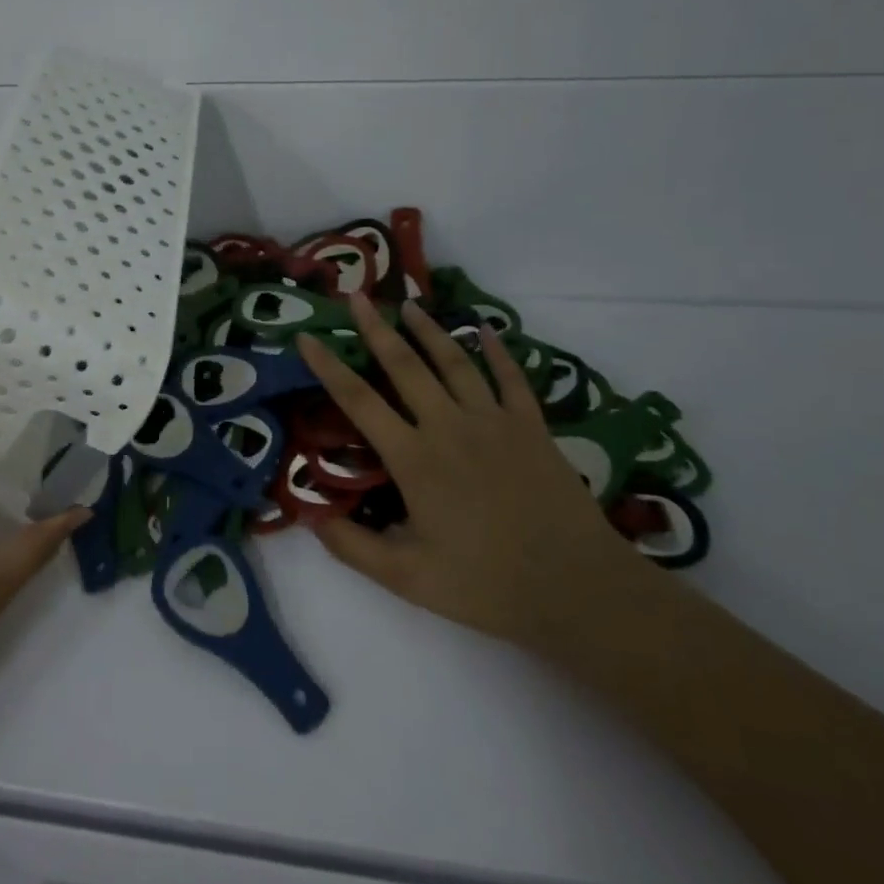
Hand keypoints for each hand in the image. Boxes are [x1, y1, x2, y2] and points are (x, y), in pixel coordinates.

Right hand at [296, 299, 625, 646]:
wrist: (578, 587)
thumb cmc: (486, 584)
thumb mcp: (406, 578)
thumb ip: (352, 547)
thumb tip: (310, 516)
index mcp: (414, 458)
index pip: (358, 400)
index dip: (327, 366)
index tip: (306, 337)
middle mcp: (449, 426)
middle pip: (404, 365)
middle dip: (375, 328)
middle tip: (354, 296)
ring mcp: (494, 422)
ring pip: (454, 362)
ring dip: (428, 329)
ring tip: (408, 304)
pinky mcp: (532, 427)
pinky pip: (510, 378)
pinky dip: (497, 351)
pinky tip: (487, 330)